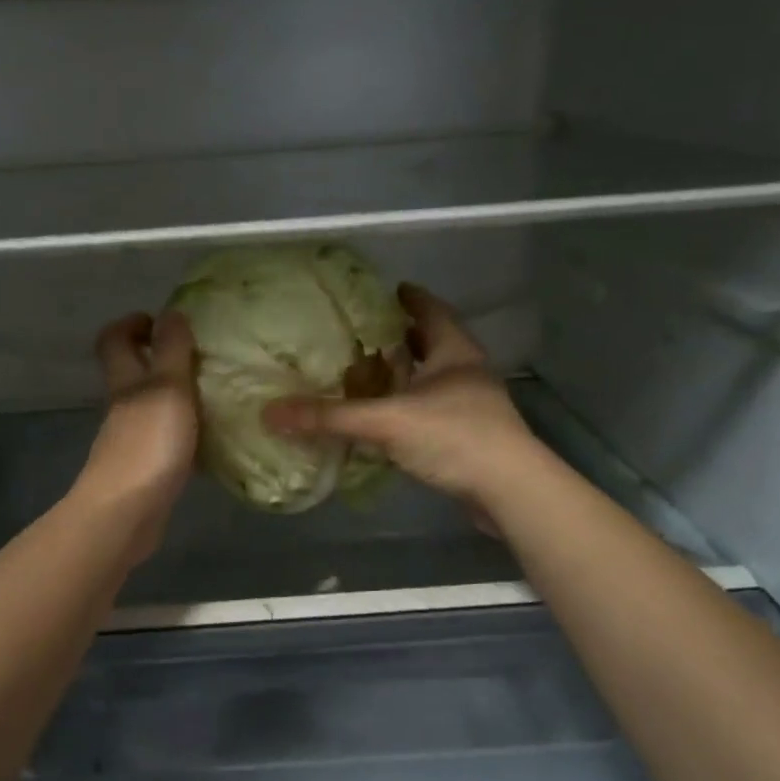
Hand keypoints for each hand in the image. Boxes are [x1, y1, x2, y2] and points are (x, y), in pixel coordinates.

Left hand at [77, 309, 197, 562]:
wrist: (126, 513)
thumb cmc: (148, 444)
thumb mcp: (167, 389)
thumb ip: (172, 351)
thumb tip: (171, 311)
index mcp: (125, 382)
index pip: (114, 340)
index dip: (132, 324)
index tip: (161, 320)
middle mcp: (123, 407)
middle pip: (131, 372)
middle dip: (158, 357)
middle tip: (199, 355)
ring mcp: (131, 439)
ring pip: (150, 406)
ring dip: (176, 395)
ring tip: (215, 393)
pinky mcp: (145, 469)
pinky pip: (165, 439)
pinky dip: (184, 432)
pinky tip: (211, 438)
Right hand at [263, 284, 542, 516]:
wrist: (509, 490)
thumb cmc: (454, 437)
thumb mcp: (386, 421)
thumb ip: (330, 418)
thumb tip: (270, 413)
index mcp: (454, 351)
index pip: (431, 310)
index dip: (410, 298)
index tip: (388, 290)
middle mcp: (466, 372)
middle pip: (432, 344)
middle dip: (402, 338)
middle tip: (365, 335)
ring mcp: (472, 406)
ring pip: (433, 380)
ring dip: (406, 376)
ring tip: (370, 375)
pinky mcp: (469, 437)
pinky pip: (432, 412)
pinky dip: (409, 409)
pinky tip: (387, 421)